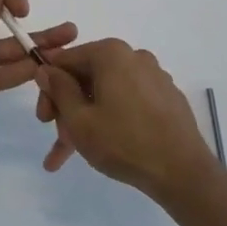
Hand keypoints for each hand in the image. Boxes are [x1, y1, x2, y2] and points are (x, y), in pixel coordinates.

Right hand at [32, 39, 217, 201]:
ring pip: (106, 94)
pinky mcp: (166, 97)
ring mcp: (153, 76)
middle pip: (87, 77)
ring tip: (72, 155)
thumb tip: (45, 68)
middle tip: (59, 141)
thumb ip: (59, 90)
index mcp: (110, 53)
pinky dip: (111, 119)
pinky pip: (127, 102)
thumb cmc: (124, 142)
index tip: (43, 118)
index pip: (65, 61)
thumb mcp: (79, 120)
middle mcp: (133, 56)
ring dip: (86, 120)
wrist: (183, 172)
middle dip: (68, 109)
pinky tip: (101, 148)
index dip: (48, 88)